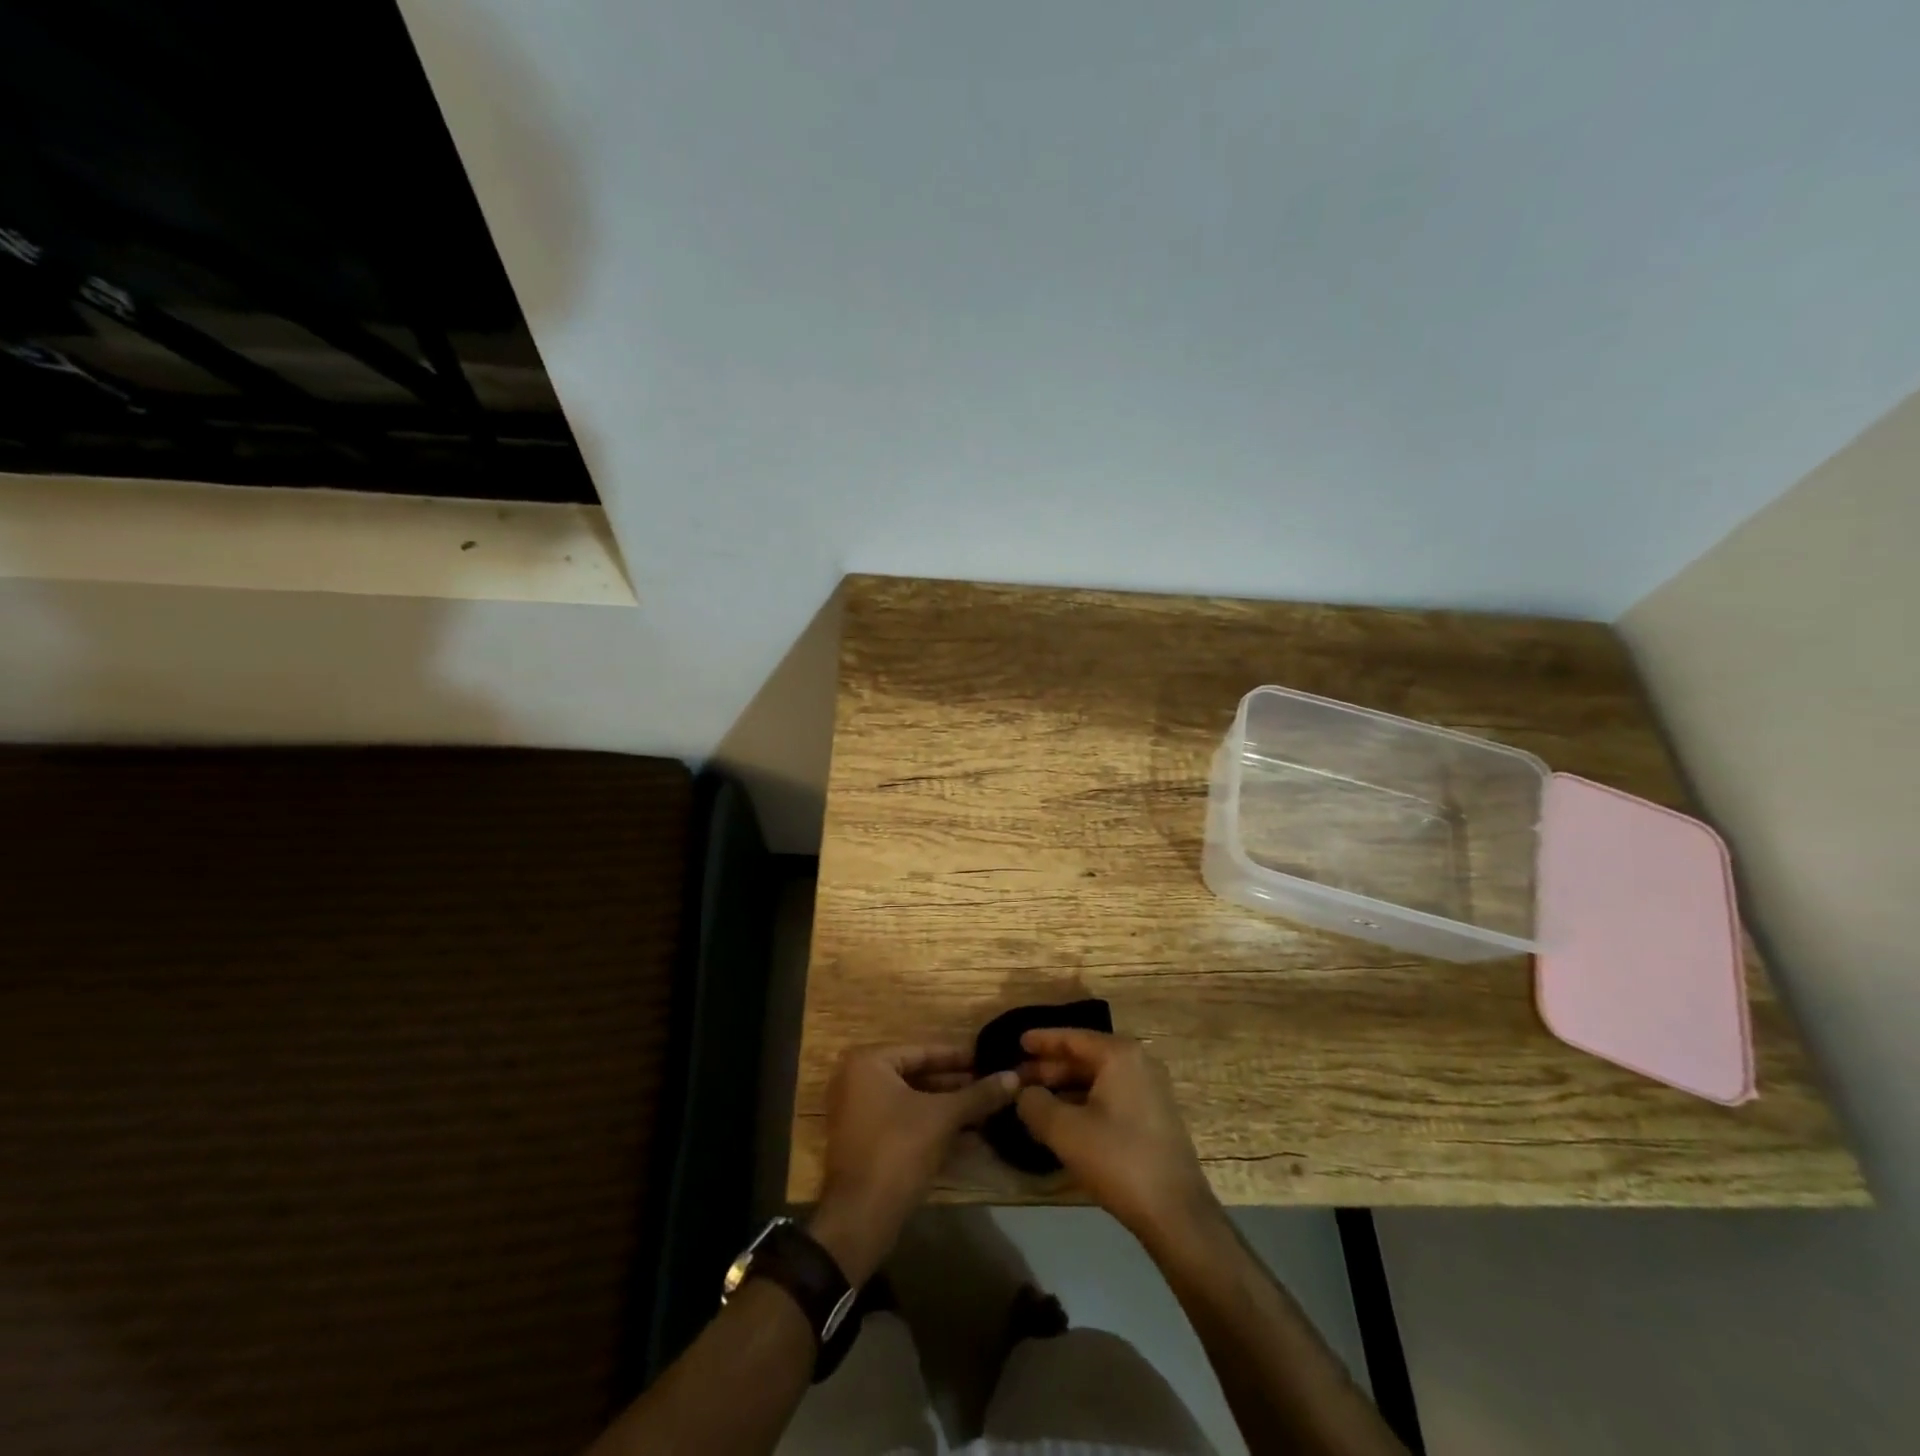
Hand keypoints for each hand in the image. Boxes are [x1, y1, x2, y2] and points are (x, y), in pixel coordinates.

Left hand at [809, 1046, 1017, 1284]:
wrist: (859, 1218)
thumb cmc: (898, 1150)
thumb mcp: (943, 1117)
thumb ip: (978, 1095)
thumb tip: (1015, 1077)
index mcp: (868, 1063)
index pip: (922, 1051)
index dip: (958, 1057)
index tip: (987, 1059)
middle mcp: (856, 1080)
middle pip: (915, 1075)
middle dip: (954, 1084)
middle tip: (990, 1084)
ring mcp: (856, 1113)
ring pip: (910, 1101)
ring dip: (946, 1106)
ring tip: (985, 1108)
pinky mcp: (863, 1142)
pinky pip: (901, 1122)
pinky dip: (929, 1125)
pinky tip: (966, 1134)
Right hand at [1015, 1030, 1217, 1244]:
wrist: (1176, 1213)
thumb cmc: (1118, 1159)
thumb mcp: (1064, 1130)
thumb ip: (1035, 1104)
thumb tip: (1024, 1093)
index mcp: (1120, 1056)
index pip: (1073, 1037)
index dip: (1042, 1040)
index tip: (1018, 1041)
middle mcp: (1139, 1064)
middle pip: (1086, 1057)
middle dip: (1051, 1068)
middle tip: (1019, 1078)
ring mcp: (1151, 1091)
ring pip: (1098, 1079)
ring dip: (1066, 1087)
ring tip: (1035, 1100)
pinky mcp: (1154, 1117)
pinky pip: (1111, 1097)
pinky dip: (1085, 1102)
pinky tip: (1064, 1120)